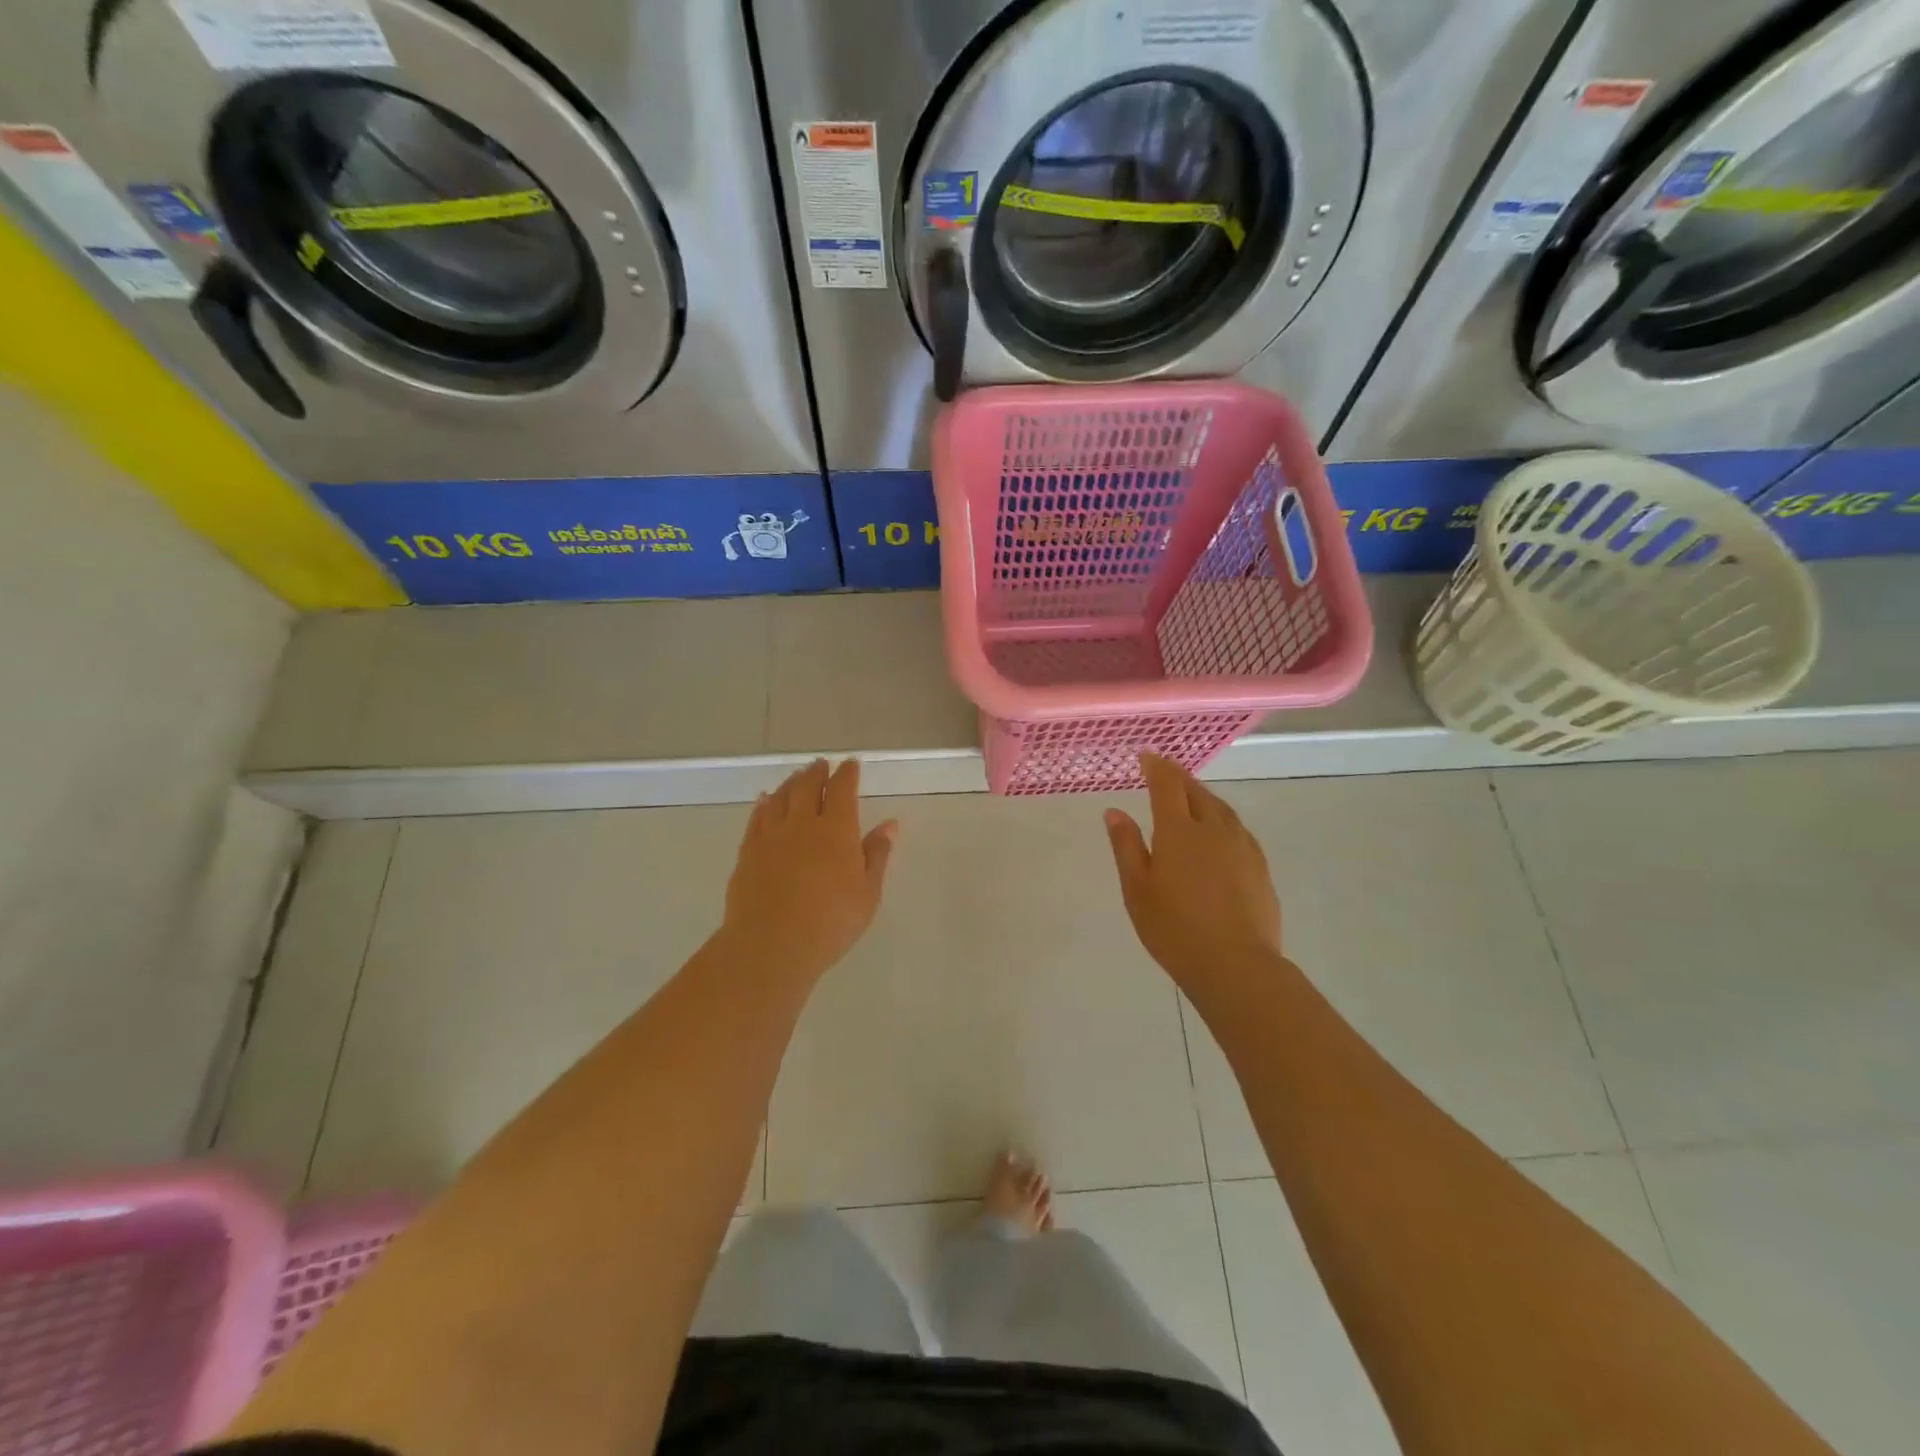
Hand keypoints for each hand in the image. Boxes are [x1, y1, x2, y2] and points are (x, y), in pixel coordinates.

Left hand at [721, 758, 897, 984]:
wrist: (771, 944)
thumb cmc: (831, 922)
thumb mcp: (867, 893)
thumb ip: (877, 854)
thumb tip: (890, 824)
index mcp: (836, 829)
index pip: (842, 790)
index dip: (847, 774)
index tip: (850, 764)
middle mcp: (802, 823)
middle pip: (807, 786)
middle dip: (816, 772)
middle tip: (821, 764)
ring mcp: (771, 836)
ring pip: (779, 797)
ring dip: (790, 783)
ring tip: (796, 777)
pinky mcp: (748, 852)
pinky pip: (756, 818)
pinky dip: (763, 804)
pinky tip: (764, 801)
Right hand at [1104, 754, 1283, 990]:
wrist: (1236, 966)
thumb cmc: (1174, 929)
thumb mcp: (1137, 890)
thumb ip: (1126, 846)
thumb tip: (1115, 812)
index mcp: (1178, 831)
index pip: (1167, 784)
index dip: (1156, 766)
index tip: (1146, 757)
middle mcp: (1213, 828)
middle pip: (1196, 791)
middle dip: (1179, 777)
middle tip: (1165, 771)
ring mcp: (1242, 846)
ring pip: (1221, 808)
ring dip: (1202, 795)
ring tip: (1190, 796)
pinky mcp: (1259, 866)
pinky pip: (1237, 828)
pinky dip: (1221, 818)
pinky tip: (1218, 832)